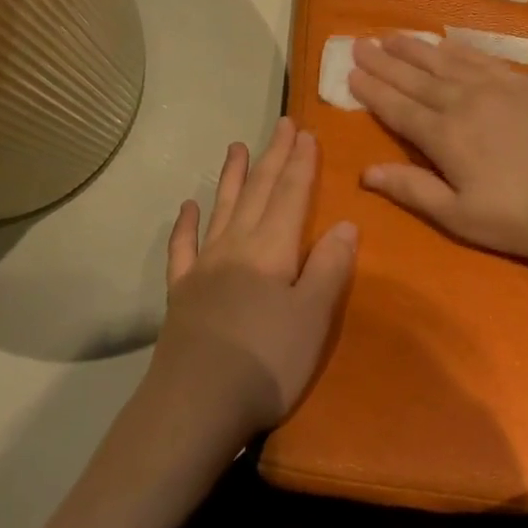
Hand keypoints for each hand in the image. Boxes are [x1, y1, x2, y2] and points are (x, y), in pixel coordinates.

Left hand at [146, 118, 358, 437]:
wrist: (197, 401)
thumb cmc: (267, 362)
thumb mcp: (313, 317)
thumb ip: (329, 267)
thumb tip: (345, 223)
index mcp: (271, 250)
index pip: (290, 196)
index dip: (301, 164)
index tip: (306, 133)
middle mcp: (236, 246)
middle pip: (257, 193)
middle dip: (273, 158)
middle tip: (281, 125)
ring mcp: (203, 266)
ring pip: (221, 209)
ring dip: (231, 177)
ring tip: (236, 147)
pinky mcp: (181, 291)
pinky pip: (183, 248)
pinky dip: (186, 225)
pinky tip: (187, 207)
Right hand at [348, 34, 527, 263]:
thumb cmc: (526, 217)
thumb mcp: (461, 217)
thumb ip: (413, 190)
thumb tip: (366, 172)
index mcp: (444, 136)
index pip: (397, 108)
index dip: (371, 90)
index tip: (350, 72)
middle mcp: (464, 102)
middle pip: (416, 78)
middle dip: (385, 62)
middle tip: (360, 42)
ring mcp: (499, 88)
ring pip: (447, 61)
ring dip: (416, 49)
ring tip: (394, 36)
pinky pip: (483, 58)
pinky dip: (460, 49)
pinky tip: (449, 43)